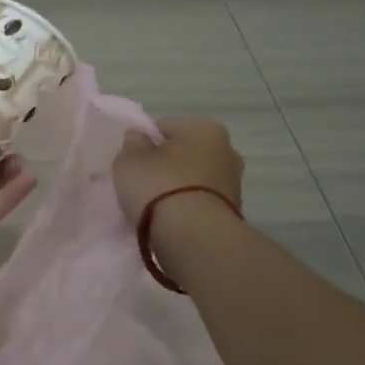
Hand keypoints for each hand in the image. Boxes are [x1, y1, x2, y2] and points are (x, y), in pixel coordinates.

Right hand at [112, 118, 244, 226]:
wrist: (195, 237)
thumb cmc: (159, 187)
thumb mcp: (130, 160)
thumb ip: (132, 143)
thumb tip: (140, 137)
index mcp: (204, 127)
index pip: (164, 127)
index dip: (144, 143)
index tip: (132, 163)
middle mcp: (227, 149)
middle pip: (184, 152)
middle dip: (166, 164)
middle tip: (143, 183)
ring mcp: (234, 182)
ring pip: (194, 178)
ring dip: (178, 187)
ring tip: (156, 206)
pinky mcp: (234, 211)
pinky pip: (201, 201)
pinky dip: (188, 206)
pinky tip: (172, 219)